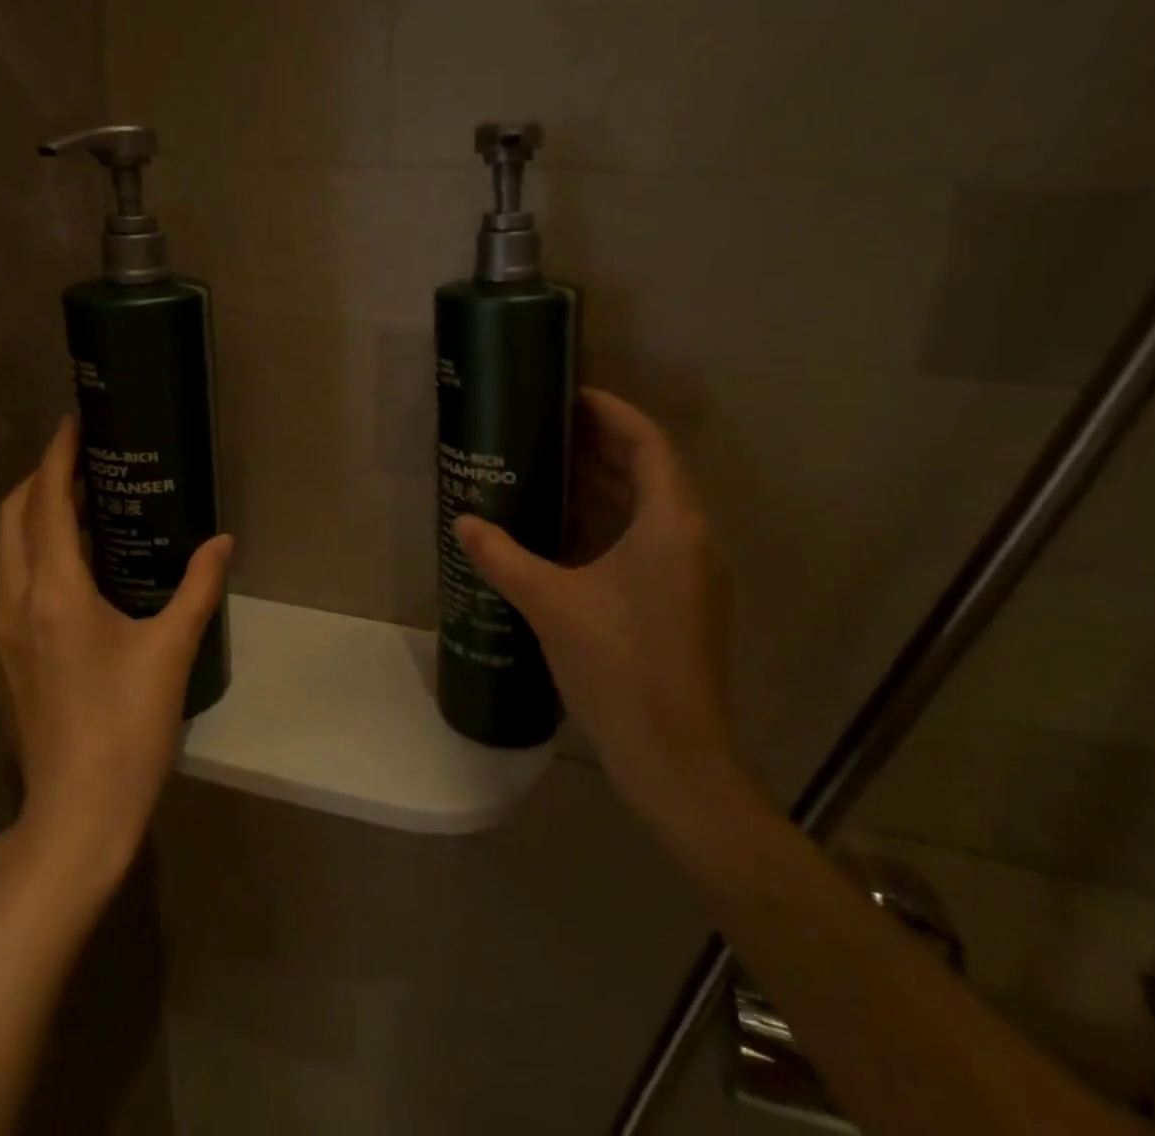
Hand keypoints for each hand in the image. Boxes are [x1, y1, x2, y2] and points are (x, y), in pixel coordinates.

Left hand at [0, 417, 232, 886]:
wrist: (75, 817)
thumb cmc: (127, 726)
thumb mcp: (172, 649)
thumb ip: (199, 587)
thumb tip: (222, 542)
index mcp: (53, 592)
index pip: (46, 503)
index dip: (57, 456)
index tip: (75, 422)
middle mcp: (14, 604)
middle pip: (12, 518)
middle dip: (41, 478)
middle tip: (85, 460)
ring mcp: (1, 636)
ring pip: (7, 553)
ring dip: (37, 518)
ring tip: (86, 507)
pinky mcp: (4, 662)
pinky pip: (13, 586)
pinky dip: (37, 557)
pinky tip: (78, 575)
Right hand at [451, 388, 742, 839]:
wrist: (673, 758)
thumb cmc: (617, 667)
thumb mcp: (550, 603)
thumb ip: (504, 557)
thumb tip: (463, 522)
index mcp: (672, 525)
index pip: (648, 443)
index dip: (612, 412)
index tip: (571, 396)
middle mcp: (691, 539)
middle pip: (649, 471)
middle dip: (600, 446)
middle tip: (547, 429)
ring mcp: (691, 573)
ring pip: (647, 509)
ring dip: (602, 486)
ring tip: (548, 469)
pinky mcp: (681, 601)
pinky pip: (645, 541)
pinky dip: (608, 524)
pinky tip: (563, 531)